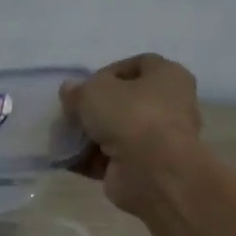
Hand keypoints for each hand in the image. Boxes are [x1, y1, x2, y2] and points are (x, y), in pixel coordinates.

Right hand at [60, 54, 203, 217]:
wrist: (152, 170)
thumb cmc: (130, 115)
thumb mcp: (94, 91)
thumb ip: (78, 90)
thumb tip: (70, 90)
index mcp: (168, 76)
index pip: (138, 65)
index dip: (109, 72)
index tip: (85, 86)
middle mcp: (170, 106)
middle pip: (126, 102)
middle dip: (95, 109)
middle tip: (72, 114)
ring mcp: (158, 140)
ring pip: (118, 132)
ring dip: (90, 136)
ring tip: (65, 139)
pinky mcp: (145, 167)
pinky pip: (113, 159)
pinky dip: (92, 160)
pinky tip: (69, 160)